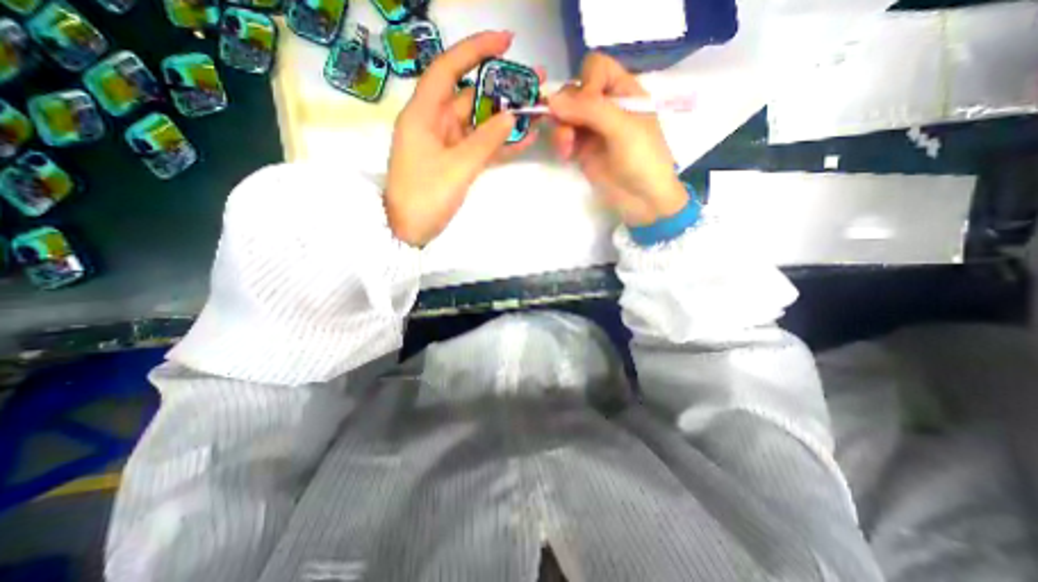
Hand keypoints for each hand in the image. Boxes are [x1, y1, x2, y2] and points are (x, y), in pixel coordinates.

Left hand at [382, 29, 543, 244]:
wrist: (408, 231)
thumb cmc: (425, 197)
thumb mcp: (457, 168)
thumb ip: (486, 141)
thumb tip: (511, 117)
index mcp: (424, 115)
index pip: (448, 70)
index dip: (475, 51)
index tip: (506, 42)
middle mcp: (435, 123)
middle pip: (470, 97)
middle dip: (502, 89)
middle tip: (535, 82)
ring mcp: (447, 144)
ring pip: (479, 123)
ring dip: (506, 118)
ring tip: (537, 107)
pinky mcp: (456, 162)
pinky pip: (480, 146)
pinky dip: (499, 143)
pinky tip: (524, 137)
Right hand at [547, 53, 686, 226]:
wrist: (643, 200)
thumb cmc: (642, 160)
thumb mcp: (622, 128)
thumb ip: (589, 110)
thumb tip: (551, 100)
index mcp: (624, 92)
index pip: (596, 69)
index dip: (585, 82)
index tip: (585, 105)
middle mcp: (606, 106)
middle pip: (575, 91)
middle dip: (568, 109)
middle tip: (569, 130)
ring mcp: (592, 129)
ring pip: (565, 115)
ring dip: (561, 128)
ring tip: (566, 148)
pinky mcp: (582, 150)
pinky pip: (564, 136)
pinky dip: (561, 142)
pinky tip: (566, 154)